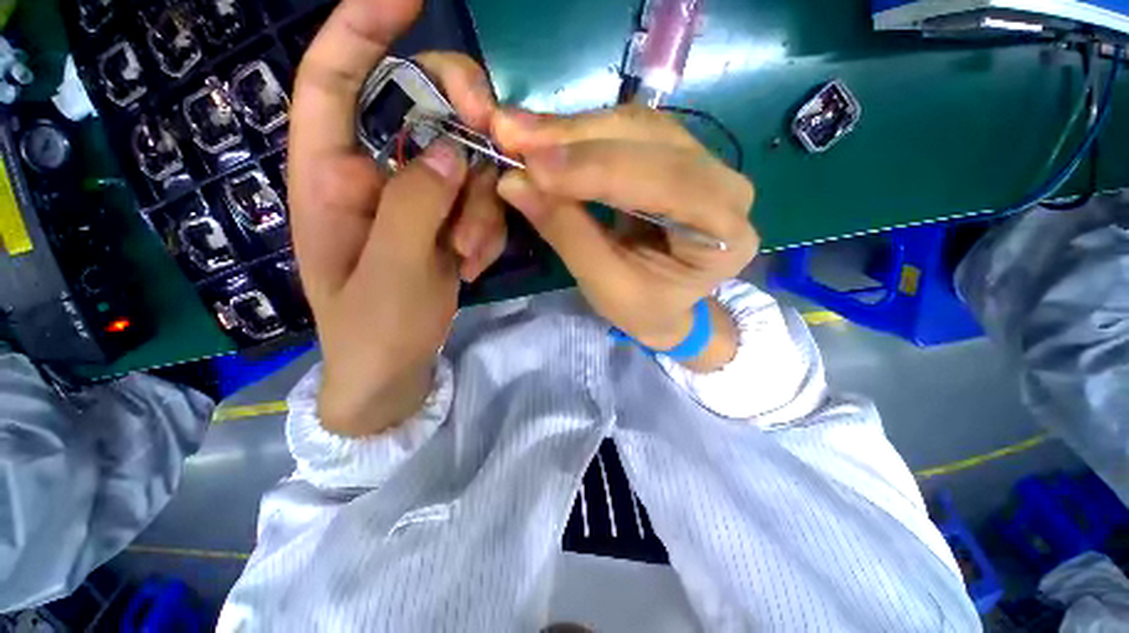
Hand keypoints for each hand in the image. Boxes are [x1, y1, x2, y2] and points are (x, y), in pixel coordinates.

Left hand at [289, 0, 505, 435]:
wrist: (393, 368)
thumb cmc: (374, 331)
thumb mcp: (391, 273)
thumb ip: (413, 207)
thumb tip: (447, 153)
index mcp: (331, 179)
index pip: (335, 82)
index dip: (363, 28)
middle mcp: (374, 176)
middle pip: (424, 114)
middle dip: (465, 129)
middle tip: (496, 150)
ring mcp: (417, 201)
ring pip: (466, 169)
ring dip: (481, 209)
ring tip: (469, 256)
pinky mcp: (445, 224)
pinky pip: (479, 205)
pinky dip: (485, 230)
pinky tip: (473, 265)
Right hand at [493, 106, 758, 369]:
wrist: (668, 307)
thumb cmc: (644, 308)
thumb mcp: (605, 284)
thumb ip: (567, 233)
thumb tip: (515, 181)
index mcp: (724, 234)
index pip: (666, 183)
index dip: (597, 170)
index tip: (533, 166)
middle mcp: (726, 186)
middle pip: (651, 141)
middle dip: (576, 139)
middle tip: (511, 135)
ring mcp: (704, 163)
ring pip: (636, 126)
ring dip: (573, 130)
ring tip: (520, 134)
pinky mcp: (675, 156)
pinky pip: (627, 131)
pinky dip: (582, 134)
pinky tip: (546, 138)